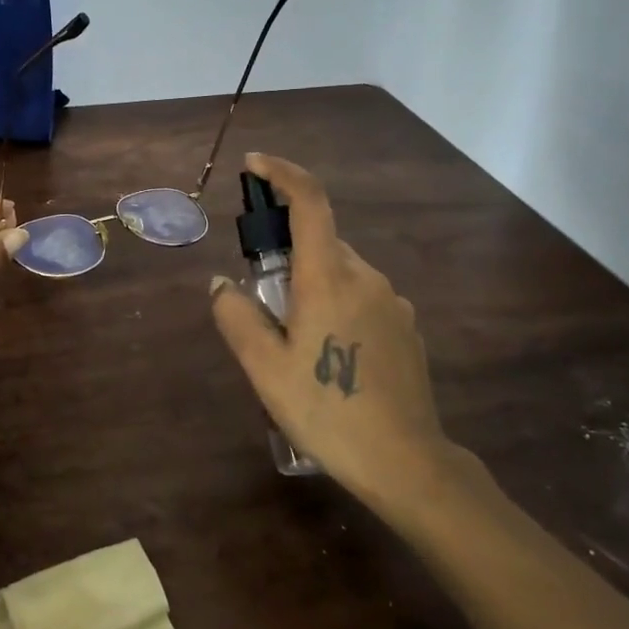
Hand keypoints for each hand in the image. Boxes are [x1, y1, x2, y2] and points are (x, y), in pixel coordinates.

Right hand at [209, 153, 452, 517]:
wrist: (406, 463)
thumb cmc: (327, 411)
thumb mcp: (265, 369)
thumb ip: (236, 317)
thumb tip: (221, 284)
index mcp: (329, 277)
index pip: (309, 202)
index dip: (282, 173)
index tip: (254, 166)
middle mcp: (366, 276)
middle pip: (321, 243)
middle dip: (287, 260)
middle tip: (265, 310)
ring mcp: (393, 302)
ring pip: (341, 274)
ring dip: (313, 289)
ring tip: (296, 347)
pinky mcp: (407, 327)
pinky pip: (362, 299)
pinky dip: (338, 308)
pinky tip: (332, 359)